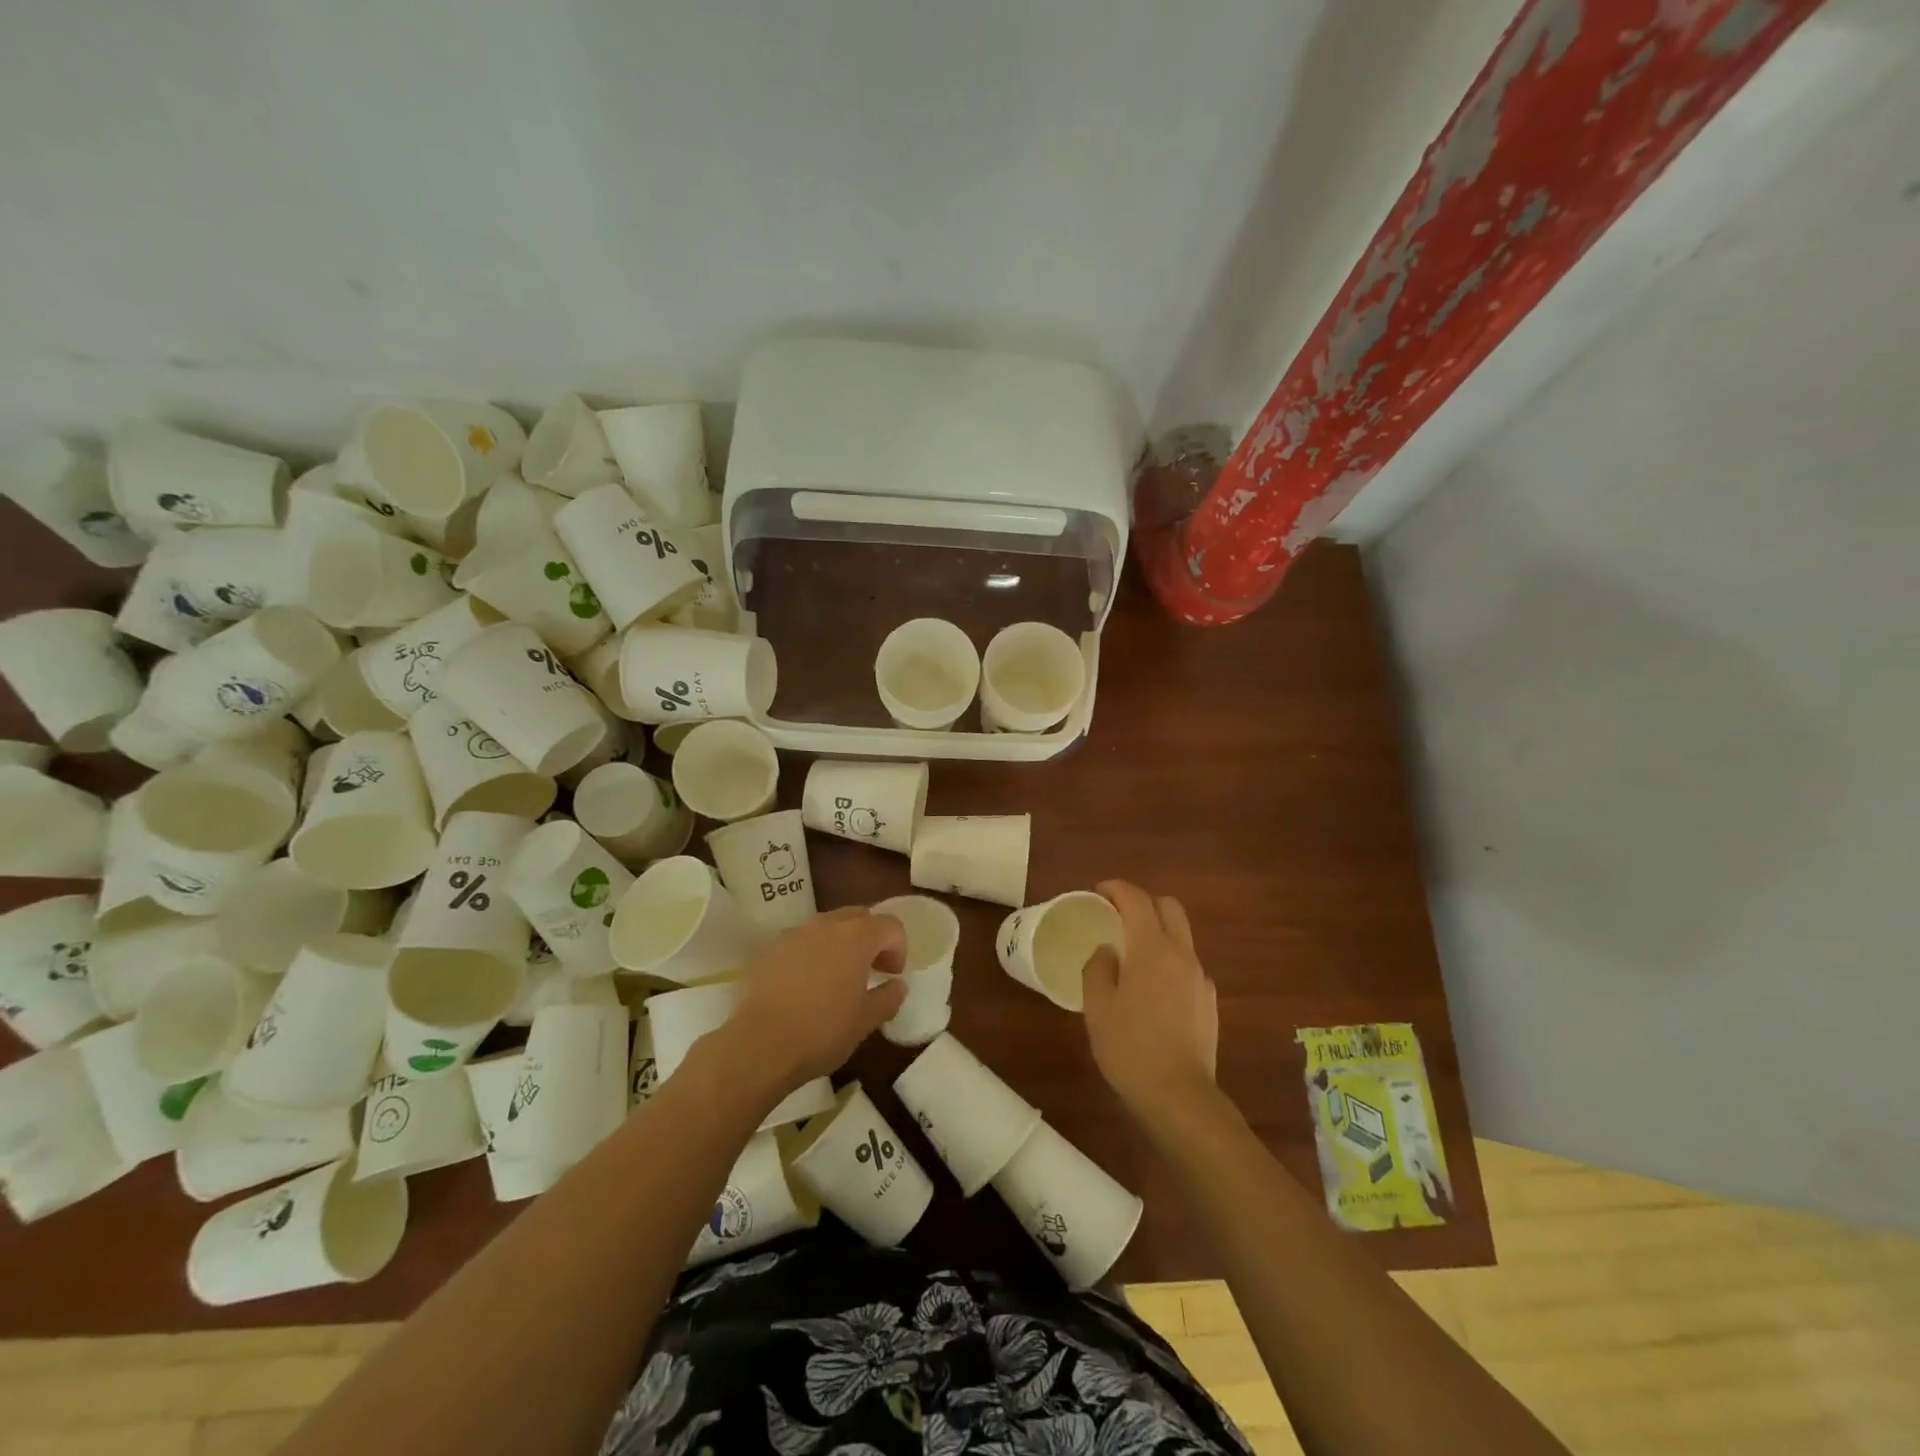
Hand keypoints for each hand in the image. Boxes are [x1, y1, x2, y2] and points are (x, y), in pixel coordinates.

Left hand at [718, 908, 906, 1102]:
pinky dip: (813, 952)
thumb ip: (888, 998)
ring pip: (828, 925)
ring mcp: (795, 934)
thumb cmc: (821, 1032)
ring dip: (841, 941)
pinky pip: (802, 940)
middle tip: (871, 968)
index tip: (892, 975)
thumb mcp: (865, 1021)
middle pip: (859, 916)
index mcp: (856, 937)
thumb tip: (898, 986)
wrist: (758, 1045)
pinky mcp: (771, 949)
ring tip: (838, 975)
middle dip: (871, 937)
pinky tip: (807, 983)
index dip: (898, 948)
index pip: (890, 926)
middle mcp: (826, 925)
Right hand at [1083, 880, 1218, 1125]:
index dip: (1117, 888)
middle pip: (1169, 907)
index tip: (1099, 891)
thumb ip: (1099, 968)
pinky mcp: (1209, 1002)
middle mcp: (1182, 954)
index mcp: (1152, 948)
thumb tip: (1107, 951)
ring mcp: (1200, 978)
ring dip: (1158, 933)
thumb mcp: (1097, 1006)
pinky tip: (1152, 991)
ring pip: (1181, 937)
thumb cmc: (1130, 1046)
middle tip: (1119, 916)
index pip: (1137, 900)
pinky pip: (1187, 966)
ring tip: (1133, 957)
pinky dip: (1169, 962)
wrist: (1179, 1095)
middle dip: (1144, 902)